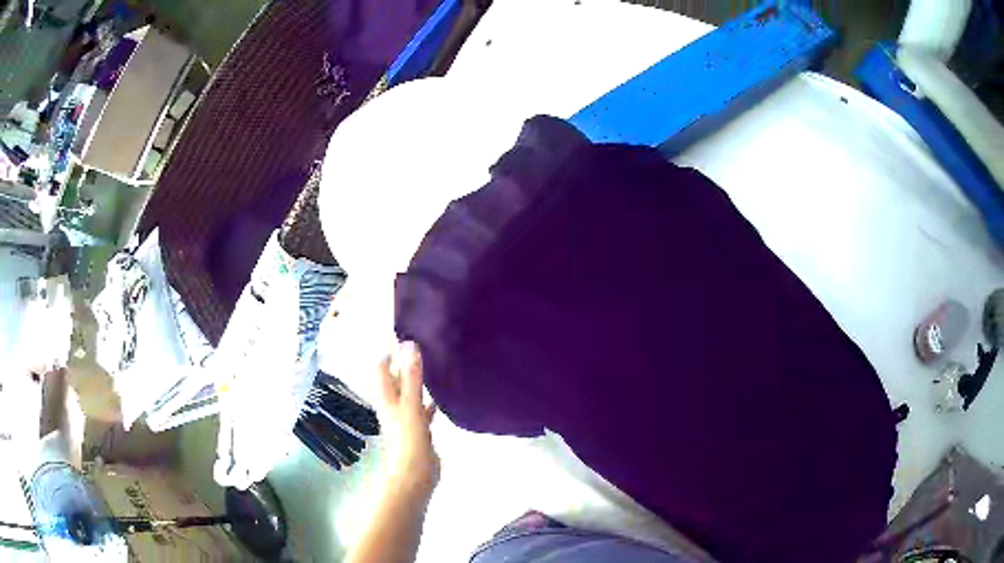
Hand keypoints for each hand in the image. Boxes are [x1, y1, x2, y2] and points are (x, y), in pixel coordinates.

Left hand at [376, 342, 439, 495]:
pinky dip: (429, 400)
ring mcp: (405, 417)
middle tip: (425, 344)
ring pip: (410, 392)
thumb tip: (409, 344)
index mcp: (386, 397)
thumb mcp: (410, 405)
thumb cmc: (408, 439)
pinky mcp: (419, 429)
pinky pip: (423, 408)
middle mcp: (392, 404)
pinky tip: (443, 395)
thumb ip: (411, 377)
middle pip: (395, 378)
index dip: (389, 350)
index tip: (406, 333)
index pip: (381, 367)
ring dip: (418, 380)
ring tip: (435, 363)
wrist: (415, 474)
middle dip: (405, 363)